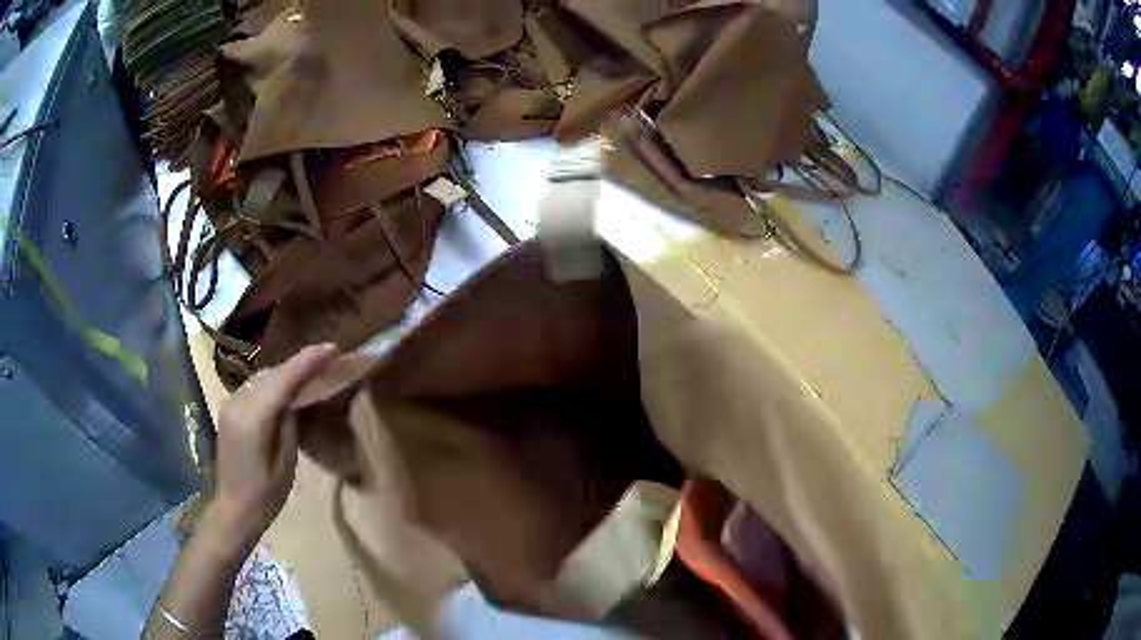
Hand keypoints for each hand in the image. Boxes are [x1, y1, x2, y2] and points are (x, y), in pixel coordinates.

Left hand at [209, 343, 336, 547]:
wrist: (233, 509)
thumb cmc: (265, 496)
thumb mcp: (286, 464)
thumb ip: (290, 425)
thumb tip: (297, 398)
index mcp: (253, 420)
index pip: (282, 381)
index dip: (307, 361)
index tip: (332, 348)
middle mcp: (238, 404)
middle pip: (272, 374)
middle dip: (298, 364)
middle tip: (326, 360)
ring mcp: (230, 404)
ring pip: (262, 378)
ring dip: (285, 373)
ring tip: (310, 372)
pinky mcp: (229, 409)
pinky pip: (254, 387)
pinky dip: (272, 383)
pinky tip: (286, 389)